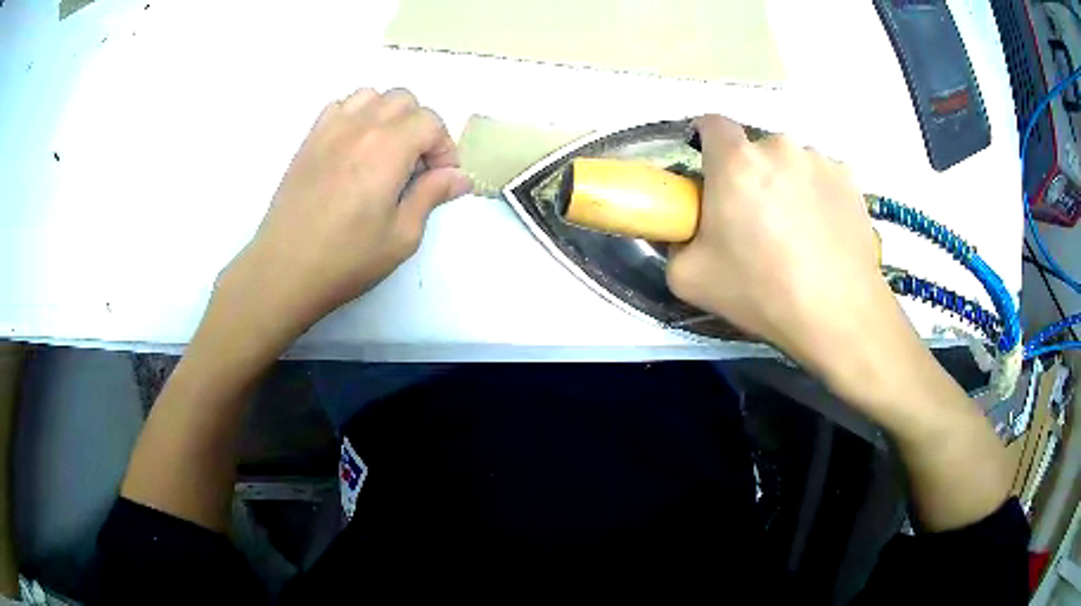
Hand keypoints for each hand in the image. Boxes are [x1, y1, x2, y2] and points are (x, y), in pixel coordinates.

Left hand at [216, 88, 472, 343]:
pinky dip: (356, 116)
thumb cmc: (345, 259)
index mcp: (387, 149)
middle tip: (415, 165)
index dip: (444, 147)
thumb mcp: (401, 237)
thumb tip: (459, 177)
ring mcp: (329, 130)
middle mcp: (360, 127)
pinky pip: (339, 106)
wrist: (284, 269)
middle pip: (404, 100)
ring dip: (388, 115)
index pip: (430, 121)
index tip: (440, 178)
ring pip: (371, 96)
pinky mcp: (309, 140)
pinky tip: (354, 147)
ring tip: (385, 151)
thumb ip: (431, 196)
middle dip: (420, 127)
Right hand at [667, 115, 903, 394]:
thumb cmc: (762, 292)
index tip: (712, 175)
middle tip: (757, 221)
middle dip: (751, 175)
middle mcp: (779, 146)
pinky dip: (819, 196)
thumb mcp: (689, 278)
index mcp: (736, 161)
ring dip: (788, 184)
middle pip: (755, 149)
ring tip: (798, 233)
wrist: (838, 314)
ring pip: (792, 163)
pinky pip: (823, 178)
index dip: (707, 143)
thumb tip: (687, 231)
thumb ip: (675, 242)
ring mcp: (819, 160)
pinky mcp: (850, 179)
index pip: (711, 124)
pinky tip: (824, 233)